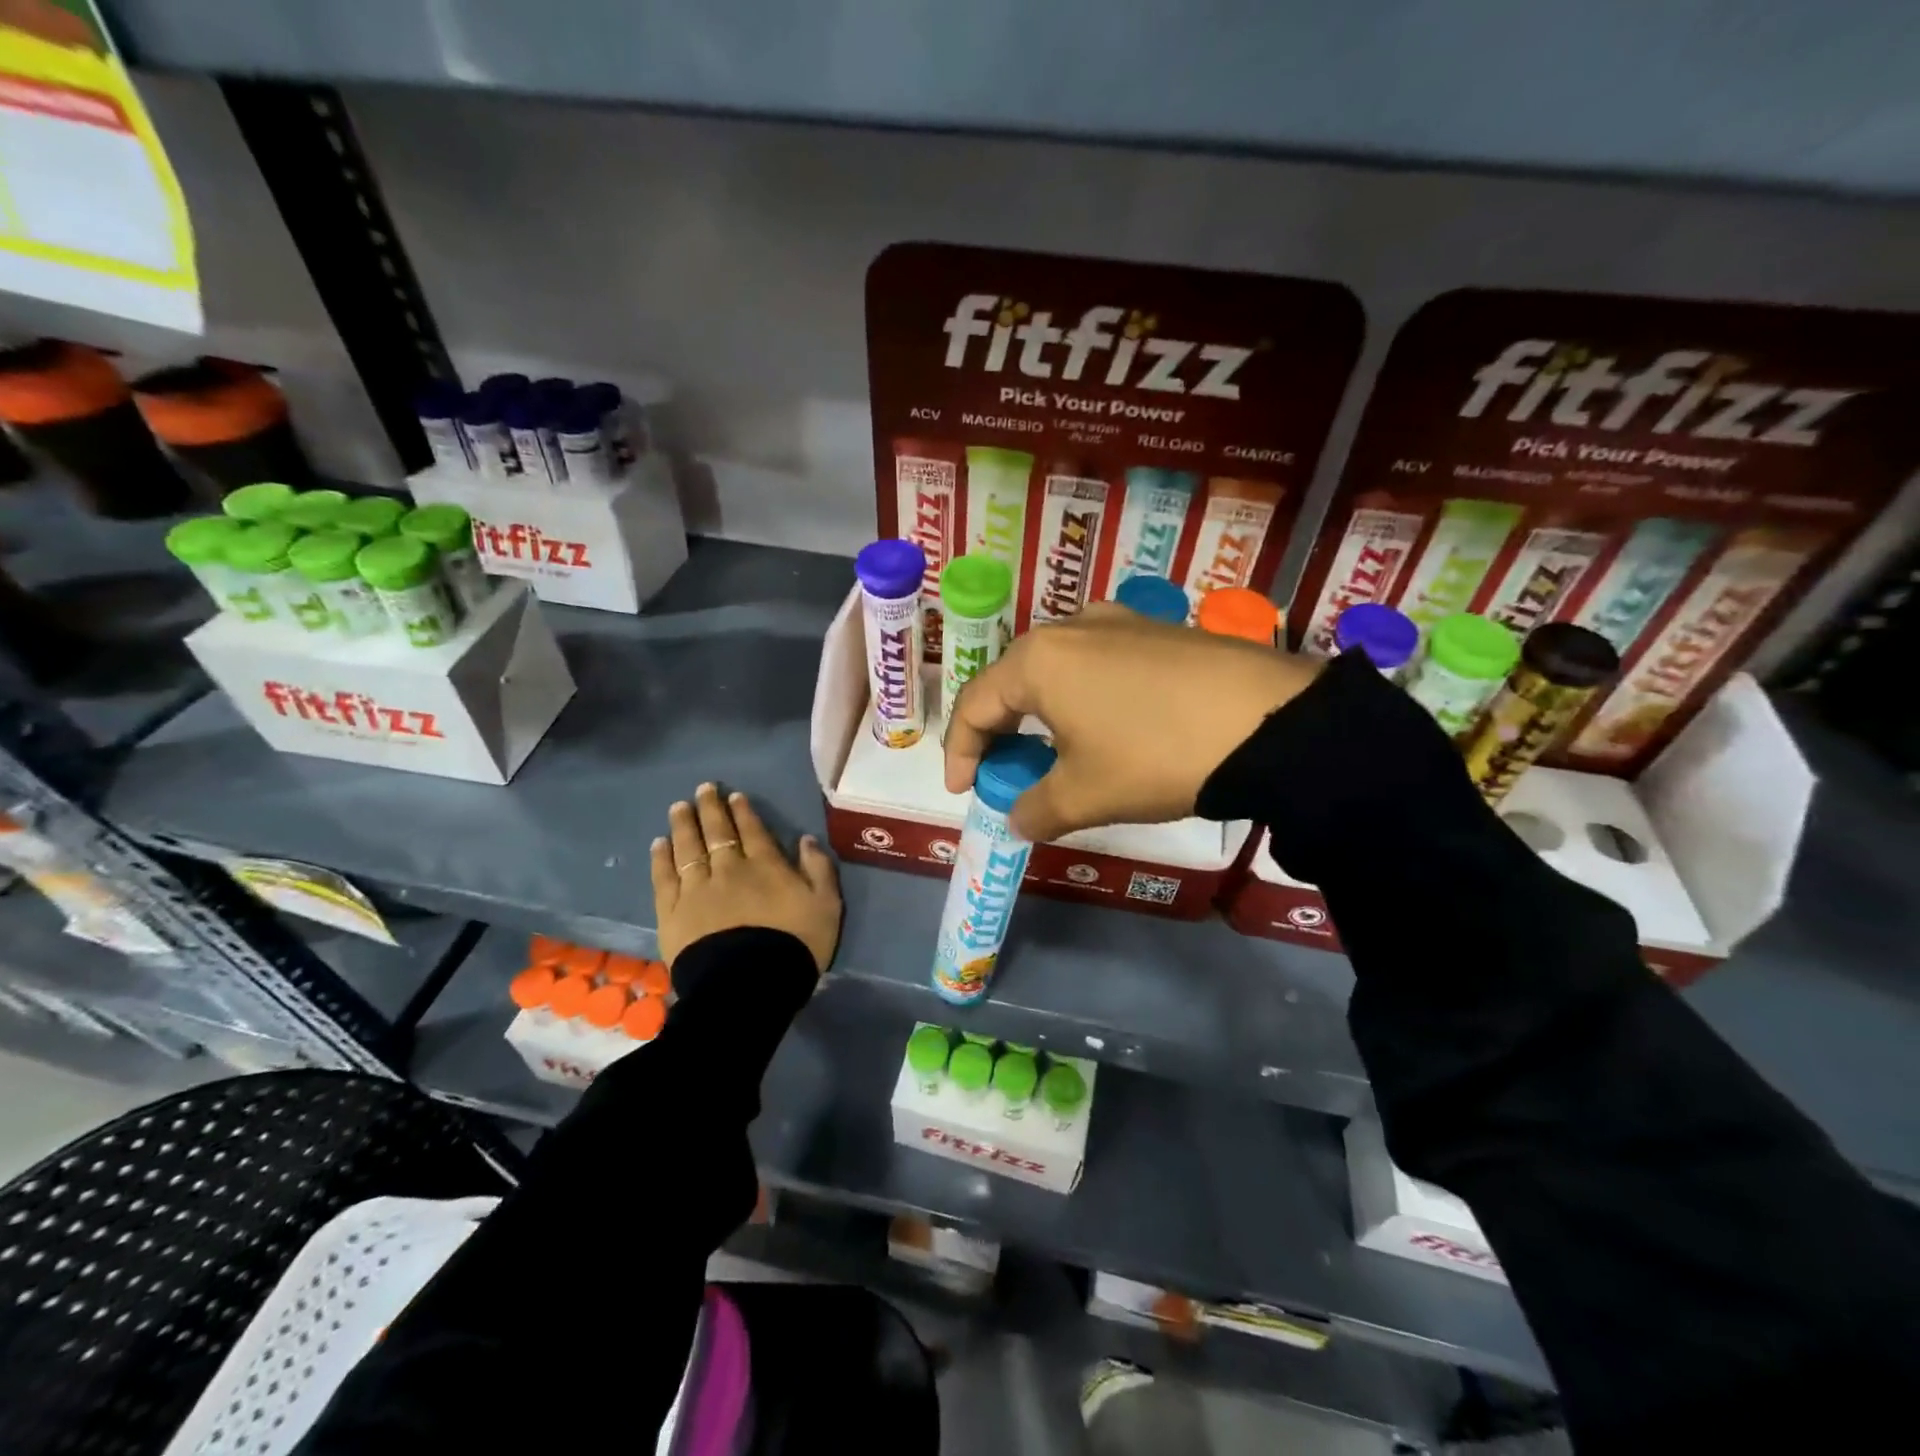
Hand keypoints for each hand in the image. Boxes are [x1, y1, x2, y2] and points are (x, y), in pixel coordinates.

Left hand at [650, 783, 841, 972]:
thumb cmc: (795, 945)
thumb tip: (806, 839)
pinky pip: (664, 878)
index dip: (742, 811)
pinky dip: (661, 859)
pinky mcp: (672, 913)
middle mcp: (728, 869)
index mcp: (765, 866)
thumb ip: (819, 869)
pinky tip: (658, 844)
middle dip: (710, 808)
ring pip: (687, 849)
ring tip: (678, 807)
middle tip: (702, 789)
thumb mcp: (826, 906)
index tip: (733, 796)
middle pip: (717, 832)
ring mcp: (696, 889)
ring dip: (683, 825)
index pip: (752, 830)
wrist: (749, 985)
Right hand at [944, 603, 1320, 840]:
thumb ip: (1035, 809)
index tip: (963, 791)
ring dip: (1043, 713)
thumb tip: (1018, 819)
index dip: (960, 752)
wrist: (1270, 722)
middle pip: (1013, 681)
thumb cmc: (1155, 755)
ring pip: (1058, 670)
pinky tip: (1108, 727)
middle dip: (1001, 731)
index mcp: (1037, 660)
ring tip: (1055, 752)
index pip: (974, 705)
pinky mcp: (1158, 630)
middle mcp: (1071, 627)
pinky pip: (1100, 664)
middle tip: (1006, 772)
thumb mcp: (1085, 795)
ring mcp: (1119, 621)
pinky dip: (1084, 698)